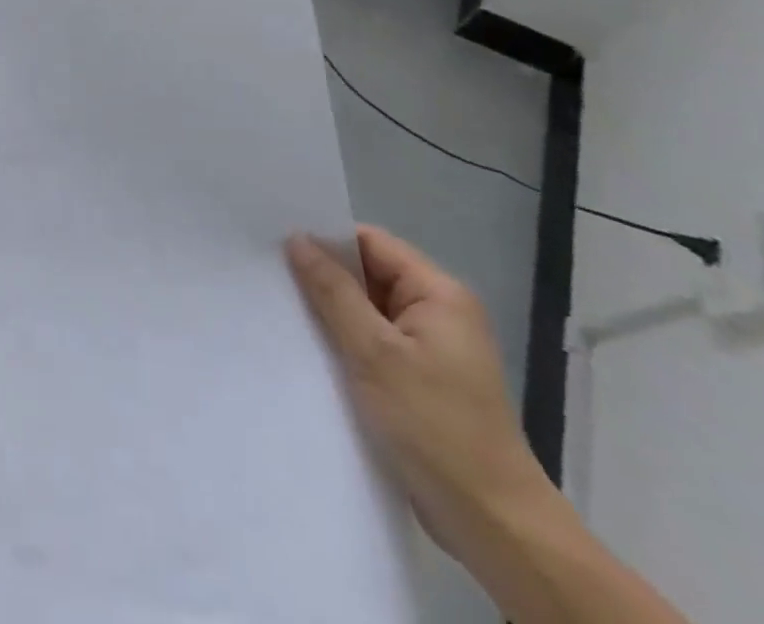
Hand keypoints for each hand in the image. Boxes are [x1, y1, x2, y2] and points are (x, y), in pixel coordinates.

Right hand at [286, 227, 561, 569]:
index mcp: (439, 294)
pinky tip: (310, 348)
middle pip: (368, 273)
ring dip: (331, 312)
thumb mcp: (374, 352)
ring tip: (281, 308)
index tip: (277, 245)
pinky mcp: (420, 379)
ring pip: (367, 309)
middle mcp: (439, 312)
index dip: (326, 240)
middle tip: (270, 275)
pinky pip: (373, 341)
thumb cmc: (435, 427)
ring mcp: (431, 348)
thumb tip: (297, 238)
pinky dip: (344, 341)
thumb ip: (333, 290)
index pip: (371, 243)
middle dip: (323, 276)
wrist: (493, 525)